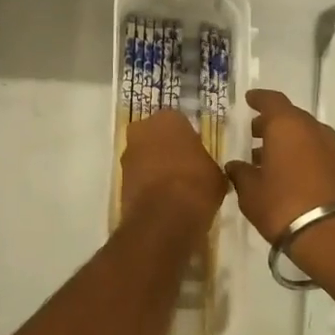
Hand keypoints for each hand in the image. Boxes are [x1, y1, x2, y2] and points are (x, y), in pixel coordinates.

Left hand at [120, 109, 227, 226]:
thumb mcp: (216, 173)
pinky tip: (161, 198)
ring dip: (154, 166)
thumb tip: (205, 170)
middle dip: (167, 149)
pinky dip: (146, 183)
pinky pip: (137, 175)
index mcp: (169, 118)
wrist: (165, 216)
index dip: (188, 140)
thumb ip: (207, 163)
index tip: (196, 154)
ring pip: (144, 155)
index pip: (180, 123)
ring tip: (173, 187)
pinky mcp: (119, 177)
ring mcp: (127, 153)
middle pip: (156, 136)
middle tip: (184, 168)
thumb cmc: (196, 185)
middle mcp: (142, 129)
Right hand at [225, 89, 334, 242]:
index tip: (248, 99)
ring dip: (286, 141)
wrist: (333, 235)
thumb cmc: (283, 205)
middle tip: (253, 134)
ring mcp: (331, 148)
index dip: (258, 99)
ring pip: (304, 135)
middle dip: (270, 124)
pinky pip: (315, 151)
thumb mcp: (250, 191)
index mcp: (287, 125)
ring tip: (265, 158)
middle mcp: (312, 129)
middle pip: (289, 117)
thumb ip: (240, 173)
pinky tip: (286, 173)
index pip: (271, 100)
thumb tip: (235, 166)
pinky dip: (299, 155)